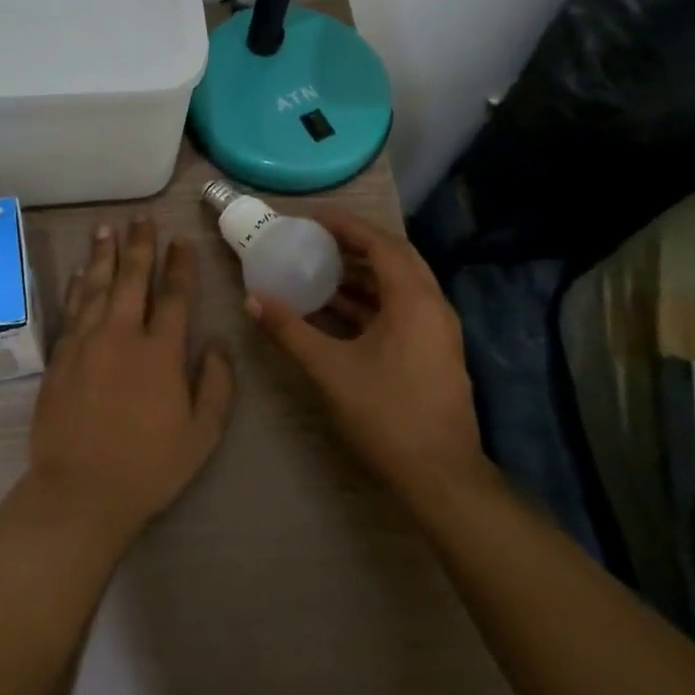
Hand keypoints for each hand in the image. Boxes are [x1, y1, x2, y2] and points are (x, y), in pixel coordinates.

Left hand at [28, 220, 235, 539]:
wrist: (81, 491)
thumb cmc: (148, 466)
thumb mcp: (201, 435)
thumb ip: (217, 385)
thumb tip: (219, 343)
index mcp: (161, 352)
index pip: (175, 295)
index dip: (180, 265)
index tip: (180, 239)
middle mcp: (123, 335)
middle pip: (132, 278)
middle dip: (140, 245)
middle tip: (142, 218)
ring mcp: (87, 342)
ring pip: (98, 285)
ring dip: (104, 254)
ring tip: (107, 227)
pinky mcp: (61, 355)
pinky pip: (72, 308)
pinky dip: (79, 285)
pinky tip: (82, 270)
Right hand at [246, 208, 486, 501]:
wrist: (441, 477)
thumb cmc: (387, 414)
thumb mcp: (330, 369)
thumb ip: (290, 330)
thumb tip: (252, 300)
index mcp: (414, 300)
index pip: (381, 244)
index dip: (346, 226)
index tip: (312, 217)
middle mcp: (432, 306)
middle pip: (395, 258)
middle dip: (355, 244)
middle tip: (317, 238)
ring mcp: (437, 330)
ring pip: (399, 285)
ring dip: (362, 274)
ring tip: (320, 268)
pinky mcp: (434, 351)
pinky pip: (401, 308)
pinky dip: (370, 300)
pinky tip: (337, 310)